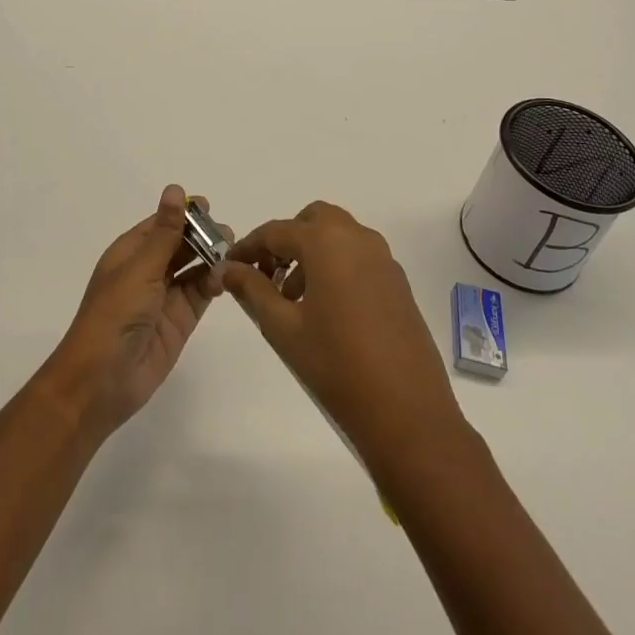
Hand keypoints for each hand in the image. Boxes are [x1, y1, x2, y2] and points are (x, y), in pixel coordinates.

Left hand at [39, 184, 218, 439]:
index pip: (160, 224)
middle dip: (202, 235)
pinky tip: (225, 277)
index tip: (209, 205)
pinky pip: (200, 294)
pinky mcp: (179, 321)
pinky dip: (213, 283)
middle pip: (179, 244)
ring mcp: (164, 297)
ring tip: (233, 250)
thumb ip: (166, 232)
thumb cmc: (114, 315)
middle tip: (227, 232)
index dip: (183, 214)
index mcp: (130, 253)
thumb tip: (176, 189)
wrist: (101, 380)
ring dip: (211, 258)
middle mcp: (147, 271)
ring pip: (192, 268)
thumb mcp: (141, 268)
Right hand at [219, 201, 462, 460]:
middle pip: (313, 221)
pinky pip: (359, 257)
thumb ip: (252, 290)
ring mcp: (383, 259)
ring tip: (293, 301)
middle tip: (267, 275)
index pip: (276, 231)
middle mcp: (358, 238)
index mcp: (327, 242)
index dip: (248, 246)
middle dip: (286, 241)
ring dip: (311, 253)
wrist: (407, 413)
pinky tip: (326, 311)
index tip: (229, 266)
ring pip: (338, 236)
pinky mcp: (398, 283)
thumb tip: (228, 268)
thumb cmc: (336, 366)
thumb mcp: (283, 328)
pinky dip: (336, 266)